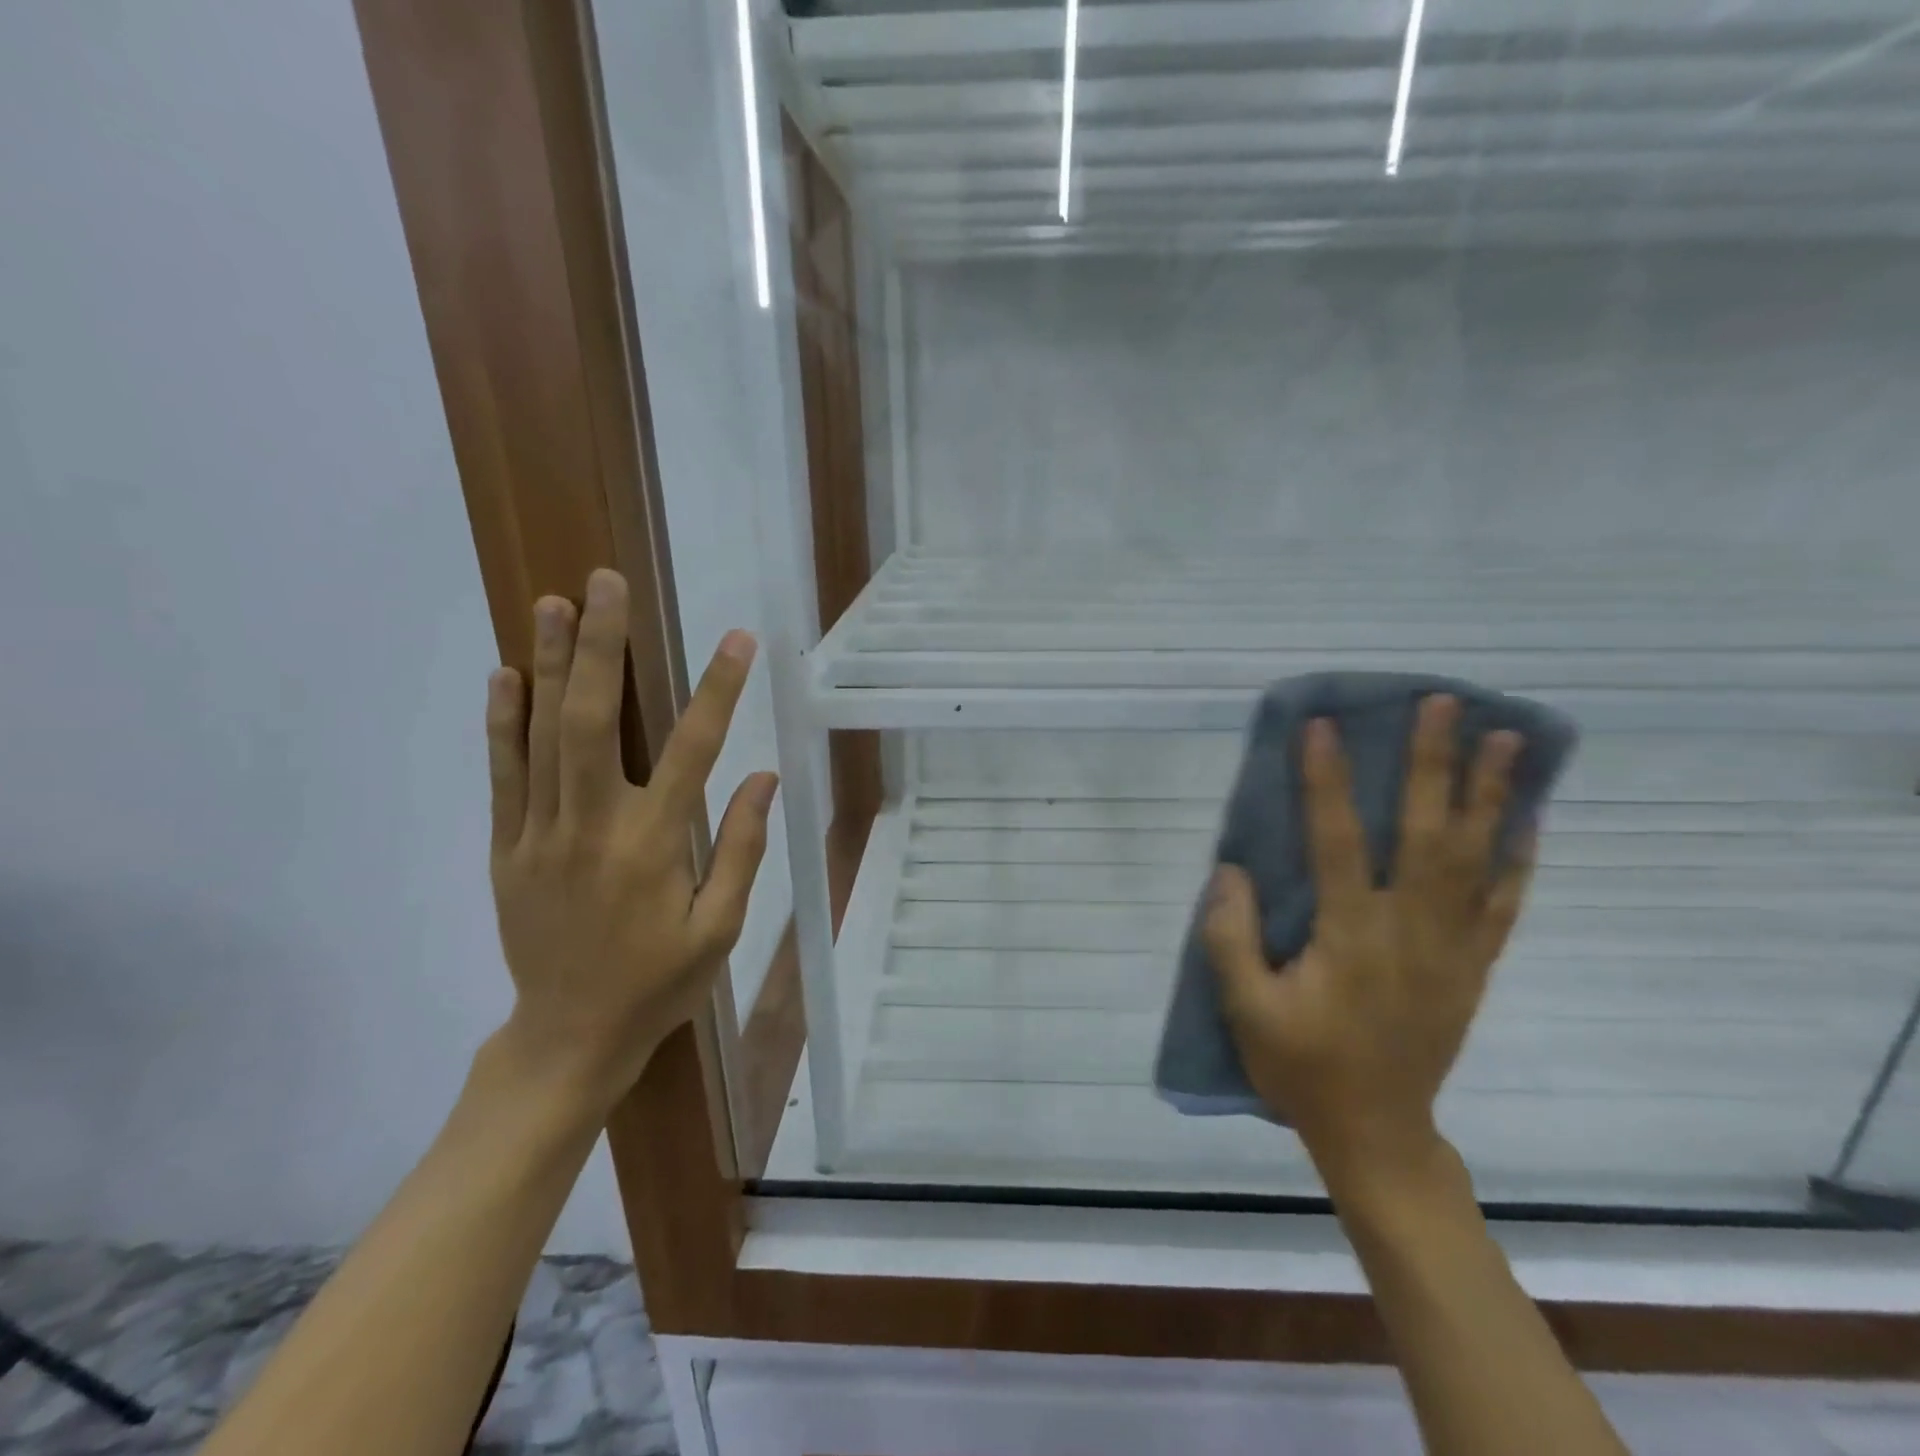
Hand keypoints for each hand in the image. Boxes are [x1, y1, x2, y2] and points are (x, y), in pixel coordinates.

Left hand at [484, 568, 777, 1115]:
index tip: (737, 639)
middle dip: (602, 645)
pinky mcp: (505, 847)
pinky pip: (502, 774)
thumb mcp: (719, 927)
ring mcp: (538, 834)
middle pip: (592, 720)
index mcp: (653, 846)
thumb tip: (761, 777)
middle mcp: (591, 827)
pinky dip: (502, 721)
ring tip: (553, 601)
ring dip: (549, 663)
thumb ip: (739, 848)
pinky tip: (505, 673)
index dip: (718, 689)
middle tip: (605, 582)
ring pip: (541, 734)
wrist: (569, 1036)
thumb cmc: (659, 982)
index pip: (692, 750)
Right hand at [1204, 695, 1534, 1184]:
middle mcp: (1409, 930)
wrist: (1377, 1132)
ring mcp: (1451, 947)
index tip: (1324, 725)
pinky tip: (1527, 819)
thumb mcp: (1244, 1010)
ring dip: (1492, 794)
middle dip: (1434, 763)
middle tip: (1443, 703)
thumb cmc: (1301, 1067)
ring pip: (1476, 858)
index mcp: (1349, 937)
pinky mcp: (1472, 966)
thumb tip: (1231, 869)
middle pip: (1427, 833)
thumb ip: (1230, 937)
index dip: (1328, 780)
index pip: (1338, 841)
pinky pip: (1503, 904)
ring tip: (1506, 738)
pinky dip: (1518, 857)